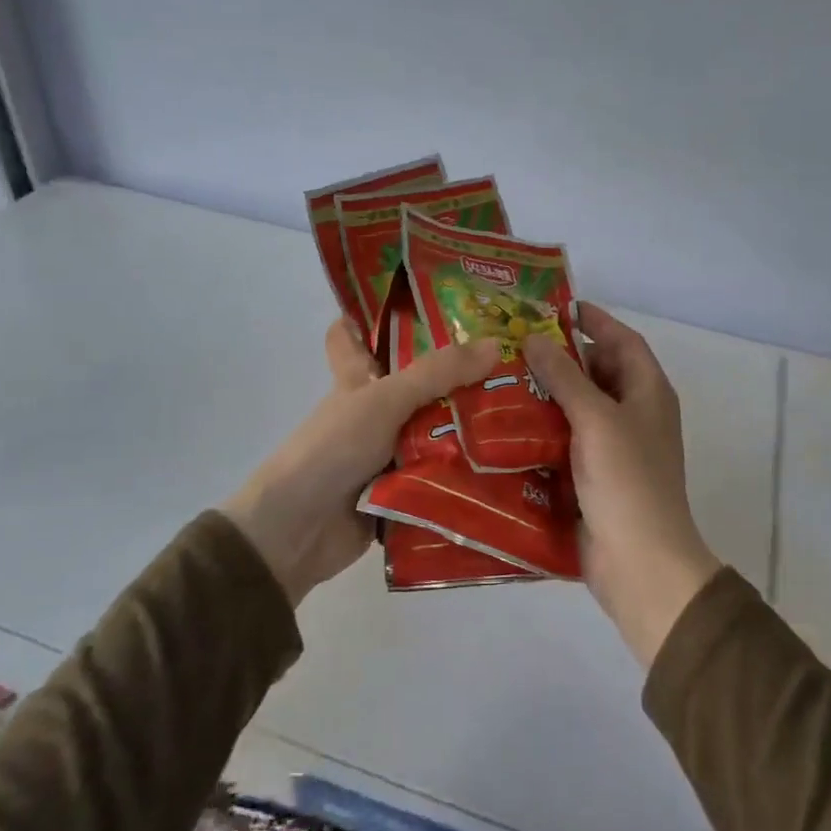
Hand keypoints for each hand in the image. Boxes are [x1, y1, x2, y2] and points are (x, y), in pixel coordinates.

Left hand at [225, 319, 499, 606]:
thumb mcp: (385, 400)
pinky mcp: (403, 490)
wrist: (297, 532)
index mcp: (359, 380)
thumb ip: (438, 373)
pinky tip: (515, 463)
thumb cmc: (334, 448)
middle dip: (460, 375)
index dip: (372, 315)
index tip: (416, 298)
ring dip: (475, 427)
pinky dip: (469, 471)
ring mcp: (388, 453)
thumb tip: (497, 343)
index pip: (353, 336)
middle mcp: (375, 412)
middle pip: (419, 385)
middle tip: (516, 360)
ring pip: (437, 430)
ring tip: (533, 412)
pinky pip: (442, 474)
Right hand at [524, 305, 720, 666]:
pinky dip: (543, 430)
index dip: (595, 321)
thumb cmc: (626, 479)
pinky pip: (567, 440)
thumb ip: (565, 376)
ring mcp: (615, 448)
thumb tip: (534, 338)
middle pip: (599, 372)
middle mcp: (635, 414)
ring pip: (579, 408)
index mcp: (648, 392)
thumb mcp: (595, 418)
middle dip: (561, 358)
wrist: (639, 562)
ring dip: (547, 394)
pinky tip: (507, 425)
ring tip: (502, 378)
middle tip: (515, 344)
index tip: (557, 307)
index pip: (623, 341)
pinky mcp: (594, 477)